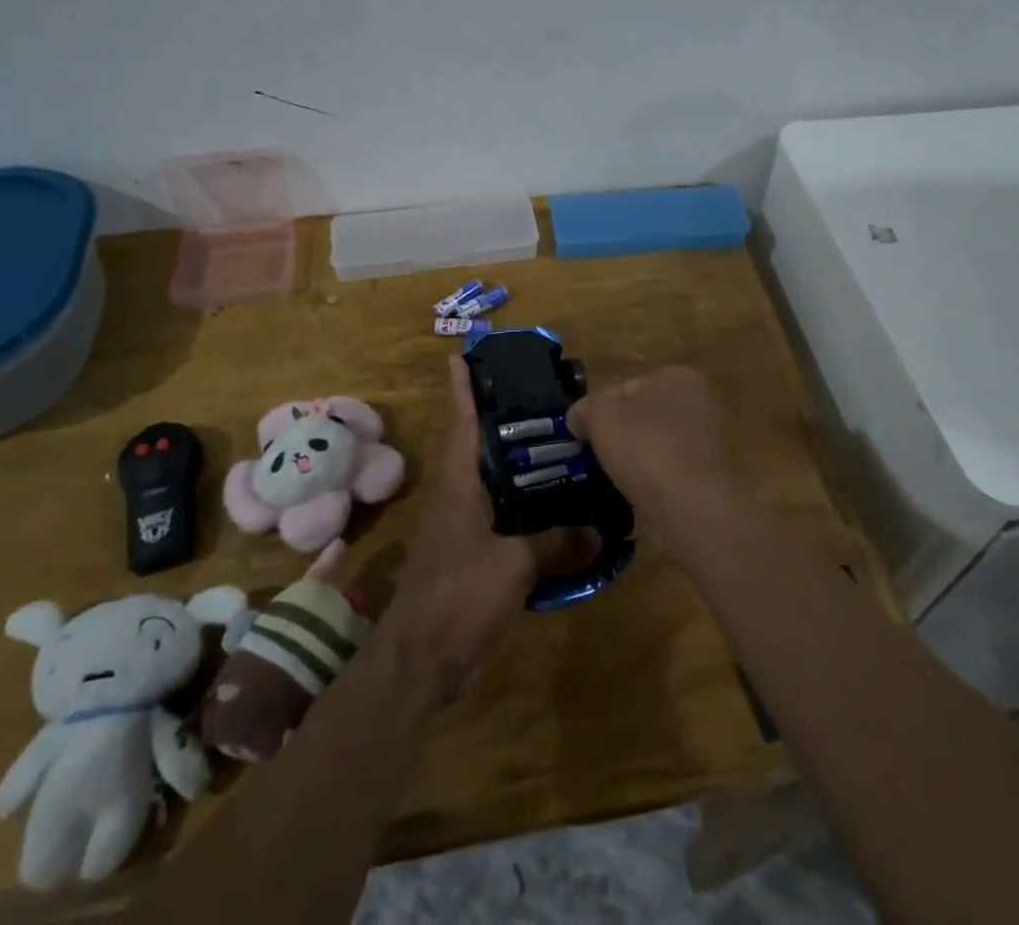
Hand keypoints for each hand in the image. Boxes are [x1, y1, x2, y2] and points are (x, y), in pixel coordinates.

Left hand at [381, 357, 596, 704]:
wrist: (420, 662)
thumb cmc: (457, 596)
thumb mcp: (512, 565)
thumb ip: (555, 543)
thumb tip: (599, 532)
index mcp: (458, 484)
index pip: (462, 422)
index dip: (463, 388)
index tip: (464, 355)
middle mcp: (458, 497)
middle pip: (482, 448)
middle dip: (506, 422)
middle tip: (546, 401)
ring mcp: (463, 528)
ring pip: (496, 485)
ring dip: (522, 469)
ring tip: (564, 451)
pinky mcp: (473, 557)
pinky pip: (505, 521)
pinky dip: (529, 512)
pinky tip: (561, 515)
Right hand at [565, 366, 740, 554]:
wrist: (691, 507)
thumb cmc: (645, 448)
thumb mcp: (600, 416)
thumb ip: (584, 410)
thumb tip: (577, 417)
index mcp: (677, 376)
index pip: (624, 387)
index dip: (597, 409)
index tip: (581, 433)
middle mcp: (698, 402)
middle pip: (641, 414)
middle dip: (618, 433)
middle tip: (593, 455)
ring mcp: (707, 440)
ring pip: (654, 443)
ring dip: (634, 457)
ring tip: (612, 477)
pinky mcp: (708, 474)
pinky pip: (668, 469)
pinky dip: (651, 478)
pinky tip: (636, 492)